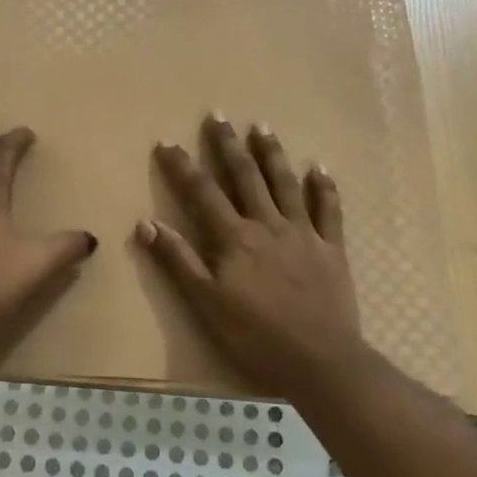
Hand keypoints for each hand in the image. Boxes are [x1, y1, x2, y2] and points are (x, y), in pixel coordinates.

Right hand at [137, 115, 362, 394]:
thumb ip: (178, 261)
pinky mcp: (331, 248)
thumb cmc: (256, 337)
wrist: (320, 361)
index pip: (202, 192)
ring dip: (272, 154)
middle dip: (228, 145)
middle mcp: (268, 225)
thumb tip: (145, 223)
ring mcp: (303, 233)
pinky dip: (325, 187)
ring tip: (262, 126)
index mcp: (234, 238)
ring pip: (285, 184)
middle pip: (245, 176)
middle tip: (218, 115)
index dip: (182, 166)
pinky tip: (321, 168)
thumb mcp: (206, 303)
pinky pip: (329, 210)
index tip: (166, 141)